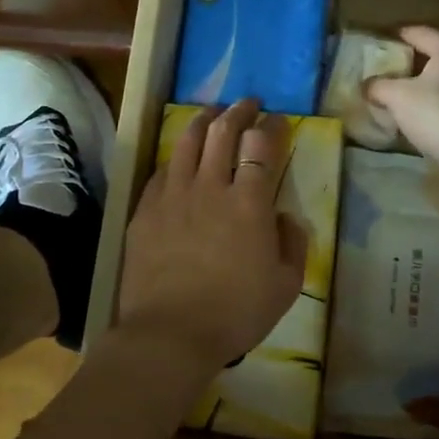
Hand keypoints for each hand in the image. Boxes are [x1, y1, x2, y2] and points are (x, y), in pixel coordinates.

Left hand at [111, 99, 307, 378]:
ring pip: (187, 141)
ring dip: (203, 120)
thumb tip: (284, 216)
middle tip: (247, 104)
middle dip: (239, 111)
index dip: (271, 127)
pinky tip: (179, 157)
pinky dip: (175, 156)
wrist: (170, 334)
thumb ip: (293, 243)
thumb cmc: (236, 313)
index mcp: (249, 202)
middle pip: (223, 132)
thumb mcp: (286, 285)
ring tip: (211, 113)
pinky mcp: (145, 210)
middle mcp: (210, 186)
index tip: (277, 120)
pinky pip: (161, 170)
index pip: (261, 146)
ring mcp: (173, 195)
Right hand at [364, 26, 438, 170]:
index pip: (417, 33)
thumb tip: (367, 85)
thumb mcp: (397, 97)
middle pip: (437, 54)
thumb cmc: (438, 113)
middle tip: (389, 73)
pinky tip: (430, 116)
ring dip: (431, 85)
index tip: (376, 47)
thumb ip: (379, 86)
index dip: (394, 38)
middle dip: (413, 63)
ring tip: (408, 97)